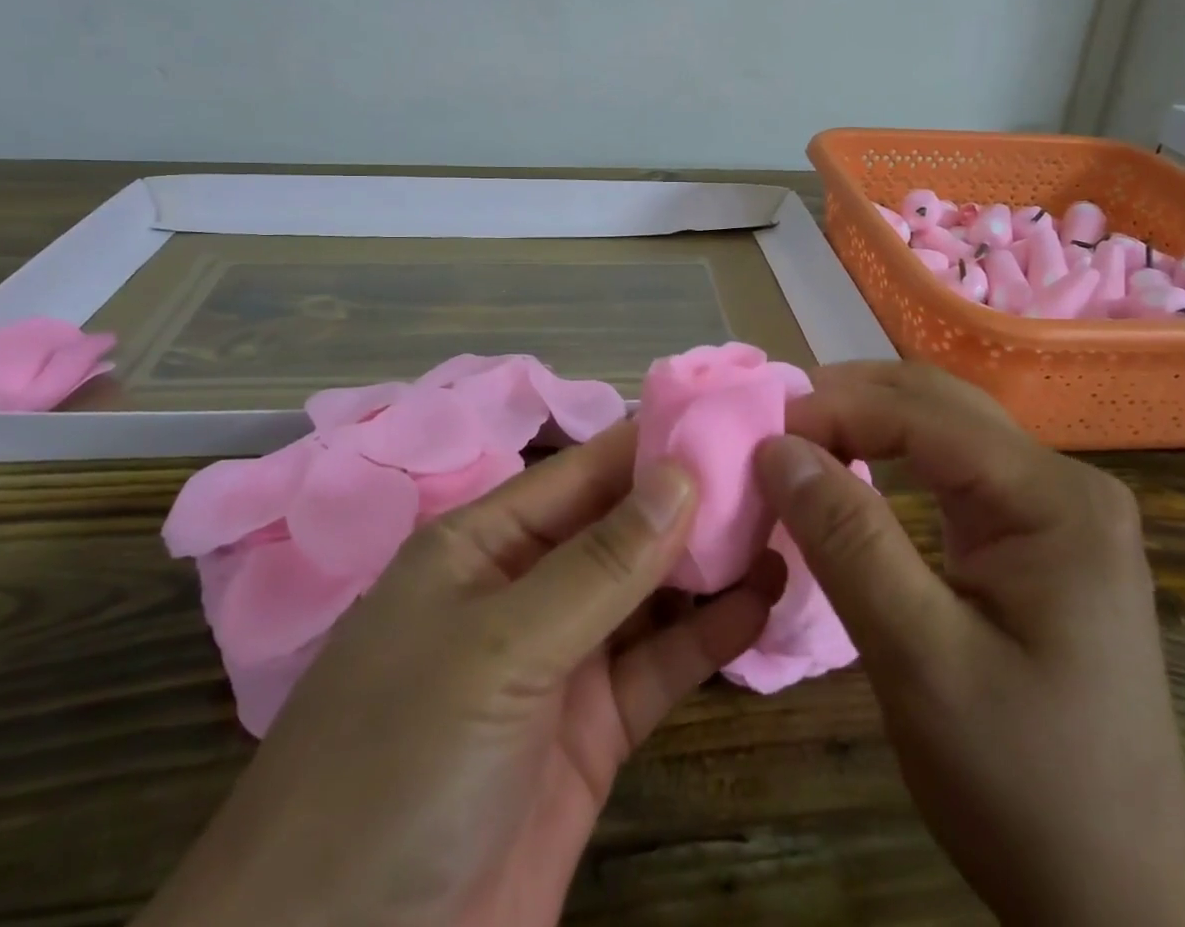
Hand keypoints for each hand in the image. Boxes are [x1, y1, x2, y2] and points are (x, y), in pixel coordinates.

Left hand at [138, 422, 782, 926]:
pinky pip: (660, 665)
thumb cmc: (396, 769)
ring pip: (650, 593)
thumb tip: (682, 472)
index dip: (656, 440)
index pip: (584, 471)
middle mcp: (525, 589)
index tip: (734, 416)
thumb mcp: (497, 648)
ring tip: (789, 526)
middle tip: (782, 473)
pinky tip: (764, 602)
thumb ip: (598, 565)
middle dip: (695, 501)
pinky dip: (710, 634)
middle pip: (623, 527)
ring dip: (712, 564)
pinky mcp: (593, 734)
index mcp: (483, 544)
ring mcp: (561, 662)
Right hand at [758, 363, 1184, 926]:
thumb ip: (848, 542)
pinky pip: (950, 470)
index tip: (757, 431)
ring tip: (795, 439)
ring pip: (941, 428)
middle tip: (769, 426)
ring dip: (864, 423)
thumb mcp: (921, 662)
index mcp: (1055, 499)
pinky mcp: (1036, 536)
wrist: (1116, 902)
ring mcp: (1055, 509)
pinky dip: (888, 458)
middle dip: (848, 402)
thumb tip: (777, 447)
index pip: (924, 413)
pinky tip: (848, 470)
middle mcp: (1064, 484)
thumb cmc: (1023, 785)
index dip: (834, 409)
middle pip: (937, 403)